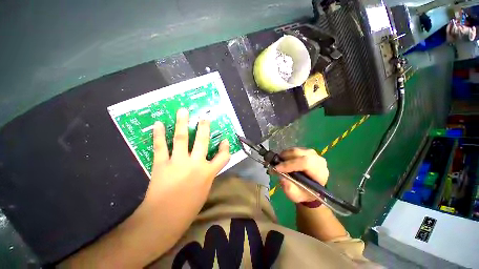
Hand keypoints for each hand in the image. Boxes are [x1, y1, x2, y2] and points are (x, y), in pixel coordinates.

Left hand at [144, 107, 230, 218]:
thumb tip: (206, 166)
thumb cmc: (188, 209)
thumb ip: (206, 175)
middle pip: (202, 141)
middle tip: (204, 117)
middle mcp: (195, 164)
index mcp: (208, 173)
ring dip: (182, 123)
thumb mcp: (204, 190)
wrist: (163, 220)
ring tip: (183, 111)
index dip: (225, 147)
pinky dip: (159, 135)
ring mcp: (178, 162)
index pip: (223, 157)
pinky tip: (158, 124)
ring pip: (181, 139)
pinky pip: (160, 147)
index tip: (225, 140)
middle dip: (204, 128)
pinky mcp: (162, 164)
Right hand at [274, 148, 328, 202]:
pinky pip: (294, 149)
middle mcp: (318, 161)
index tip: (277, 168)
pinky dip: (286, 154)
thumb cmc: (304, 193)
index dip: (289, 164)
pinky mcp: (307, 151)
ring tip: (278, 163)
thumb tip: (282, 177)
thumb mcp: (296, 196)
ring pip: (295, 150)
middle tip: (275, 164)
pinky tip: (283, 160)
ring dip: (284, 155)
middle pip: (299, 154)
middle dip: (285, 158)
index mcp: (319, 173)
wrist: (310, 189)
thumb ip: (289, 188)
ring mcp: (313, 154)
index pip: (305, 163)